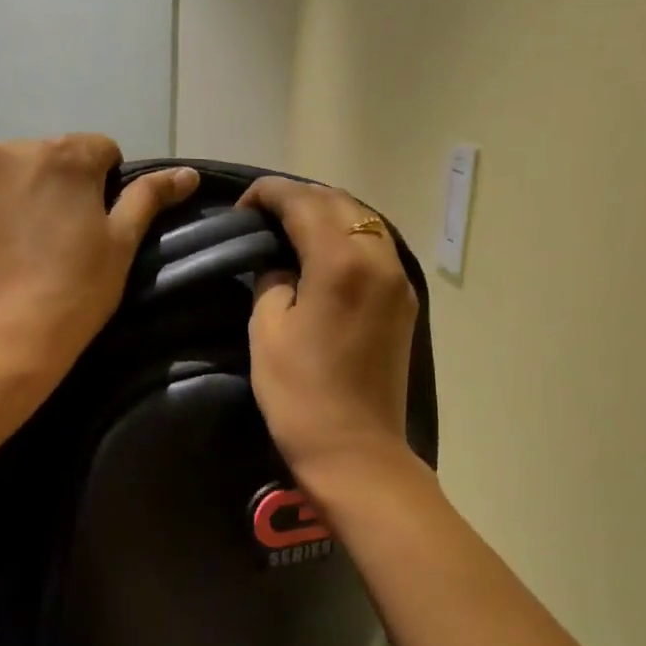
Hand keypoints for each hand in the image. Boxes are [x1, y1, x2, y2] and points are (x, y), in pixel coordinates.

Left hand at [0, 136, 197, 389]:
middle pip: (44, 160)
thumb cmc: (74, 293)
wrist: (2, 343)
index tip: (97, 224)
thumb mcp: (121, 245)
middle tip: (56, 240)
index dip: (104, 185)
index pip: (98, 150)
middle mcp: (8, 151)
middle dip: (54, 187)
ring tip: (15, 250)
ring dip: (11, 199)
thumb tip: (187, 172)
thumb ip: (150, 198)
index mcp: (63, 155)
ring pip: (0, 178)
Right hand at [241, 177, 418, 482]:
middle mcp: (378, 259)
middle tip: (262, 216)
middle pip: (338, 202)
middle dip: (298, 198)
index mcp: (341, 261)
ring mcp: (398, 280)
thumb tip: (282, 265)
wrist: (356, 451)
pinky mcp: (404, 303)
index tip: (241, 207)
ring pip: (363, 221)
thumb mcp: (267, 331)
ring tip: (289, 230)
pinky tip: (321, 254)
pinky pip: (375, 248)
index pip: (303, 202)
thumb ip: (272, 280)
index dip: (268, 194)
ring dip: (326, 215)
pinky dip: (346, 238)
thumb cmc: (301, 395)